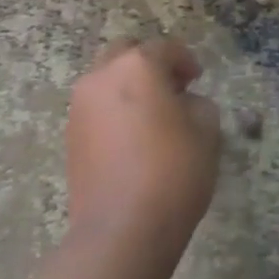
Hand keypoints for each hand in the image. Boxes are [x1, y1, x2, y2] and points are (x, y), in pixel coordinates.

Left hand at [66, 38, 221, 250]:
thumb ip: (198, 105)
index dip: (185, 60)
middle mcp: (102, 76)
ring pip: (106, 80)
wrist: (121, 230)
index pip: (165, 48)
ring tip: (152, 116)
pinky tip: (133, 139)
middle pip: (125, 53)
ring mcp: (80, 107)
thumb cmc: (173, 172)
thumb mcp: (207, 132)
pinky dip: (114, 111)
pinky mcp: (70, 136)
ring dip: (128, 87)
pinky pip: (96, 108)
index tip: (197, 79)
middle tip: (172, 88)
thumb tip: (183, 104)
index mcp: (137, 66)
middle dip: (149, 64)